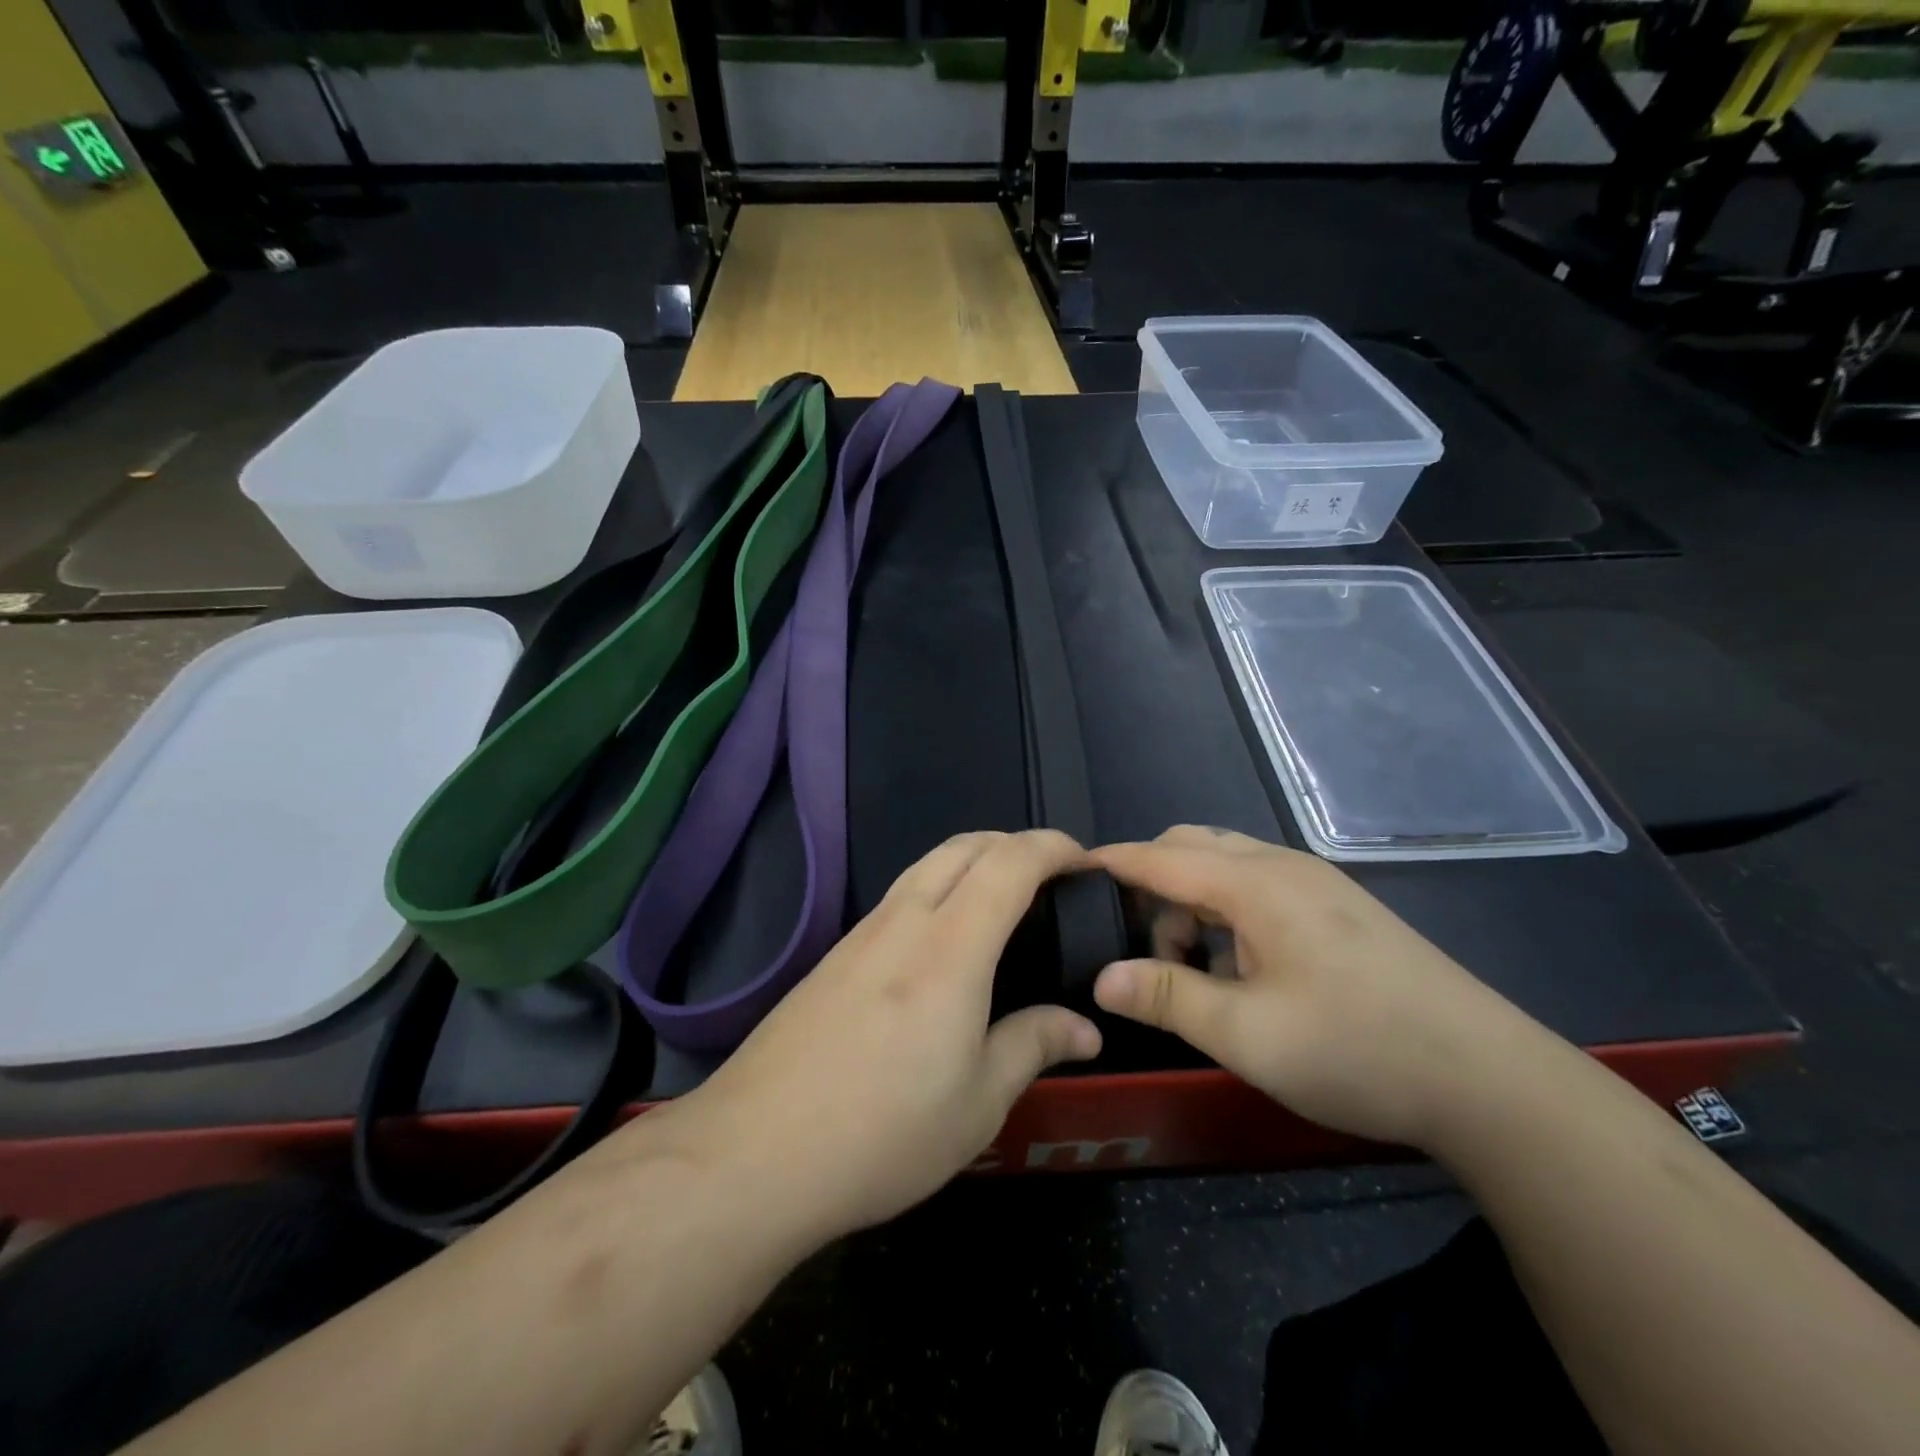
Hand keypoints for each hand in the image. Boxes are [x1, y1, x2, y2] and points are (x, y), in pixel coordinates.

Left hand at [666, 830, 1101, 1241]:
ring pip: (926, 865)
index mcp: (950, 948)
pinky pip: (899, 895)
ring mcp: (861, 934)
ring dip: (972, 860)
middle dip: (1013, 842)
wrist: (754, 1153)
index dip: (1052, 847)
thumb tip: (1085, 1028)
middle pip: (963, 846)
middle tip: (1050, 876)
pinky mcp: (833, 955)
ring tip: (1002, 899)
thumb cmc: (883, 1132)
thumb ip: (1033, 1046)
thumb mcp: (978, 1103)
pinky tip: (943, 940)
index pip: (1008, 863)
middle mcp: (903, 921)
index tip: (1084, 861)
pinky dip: (938, 888)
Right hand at [1088, 826, 1543, 1149]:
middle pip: (1191, 848)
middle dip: (1151, 885)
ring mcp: (1317, 884)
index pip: (1159, 857)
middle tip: (1139, 947)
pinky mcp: (1338, 908)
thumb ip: (1167, 998)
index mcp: (1255, 884)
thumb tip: (1101, 977)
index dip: (1110, 863)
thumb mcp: (1247, 1034)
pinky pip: (1259, 887)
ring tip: (1191, 969)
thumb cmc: (1357, 1049)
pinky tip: (1241, 969)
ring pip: (1226, 866)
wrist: (1489, 1080)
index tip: (1068, 874)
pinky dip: (1227, 912)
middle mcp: (1282, 867)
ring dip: (1191, 903)